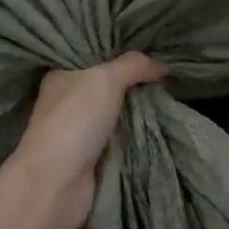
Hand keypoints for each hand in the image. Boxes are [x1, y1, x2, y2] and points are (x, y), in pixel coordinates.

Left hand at [9, 54, 166, 228]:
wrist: (57, 182)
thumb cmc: (75, 120)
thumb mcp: (106, 80)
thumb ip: (133, 65)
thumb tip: (161, 63)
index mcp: (61, 76)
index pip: (92, 56)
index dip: (118, 51)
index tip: (148, 46)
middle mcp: (67, 101)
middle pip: (107, 85)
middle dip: (134, 81)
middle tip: (166, 71)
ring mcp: (80, 131)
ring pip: (116, 113)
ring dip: (138, 110)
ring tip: (171, 94)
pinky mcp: (92, 157)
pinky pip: (121, 139)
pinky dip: (137, 135)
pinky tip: (161, 124)